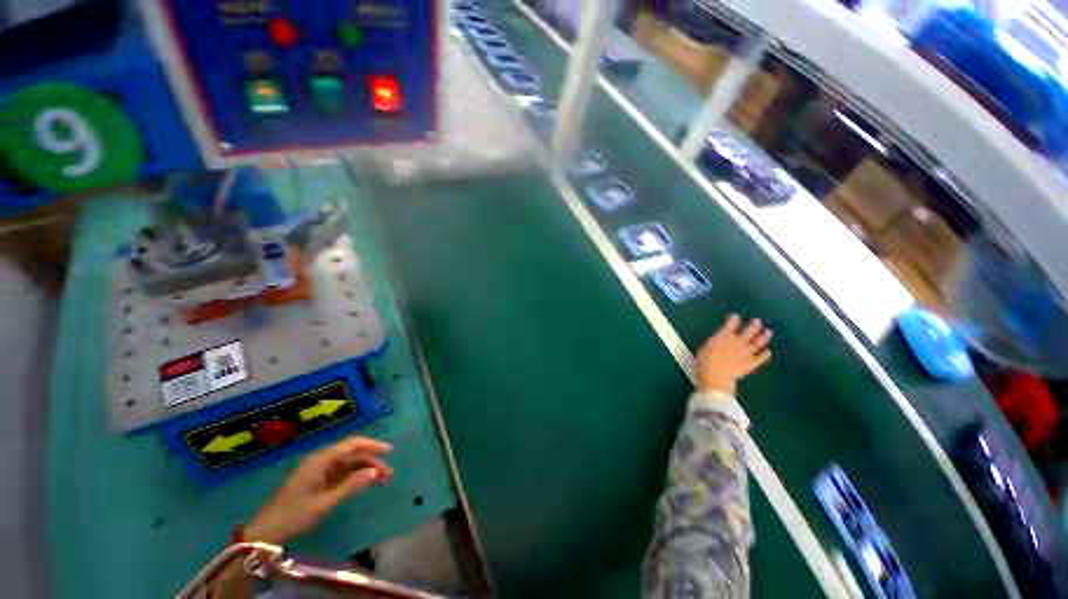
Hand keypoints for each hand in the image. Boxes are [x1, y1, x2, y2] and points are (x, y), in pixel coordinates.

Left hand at [245, 436, 393, 544]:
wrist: (266, 531)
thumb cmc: (294, 516)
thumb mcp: (324, 504)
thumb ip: (350, 486)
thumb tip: (374, 472)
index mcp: (321, 460)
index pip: (352, 444)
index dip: (372, 445)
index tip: (390, 451)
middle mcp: (321, 460)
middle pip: (352, 455)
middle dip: (372, 461)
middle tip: (389, 474)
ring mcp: (318, 470)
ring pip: (348, 464)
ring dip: (365, 470)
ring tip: (382, 480)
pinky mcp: (316, 480)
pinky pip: (341, 473)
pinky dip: (355, 476)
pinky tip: (364, 483)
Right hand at [696, 314, 772, 396]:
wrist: (716, 377)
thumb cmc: (704, 361)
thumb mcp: (705, 347)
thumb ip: (714, 341)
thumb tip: (717, 339)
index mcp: (724, 335)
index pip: (731, 323)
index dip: (734, 319)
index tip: (735, 316)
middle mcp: (738, 341)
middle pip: (749, 331)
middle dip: (754, 325)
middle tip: (757, 321)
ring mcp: (746, 353)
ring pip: (758, 342)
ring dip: (764, 336)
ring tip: (768, 332)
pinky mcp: (751, 364)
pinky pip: (760, 358)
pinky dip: (764, 355)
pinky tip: (768, 352)